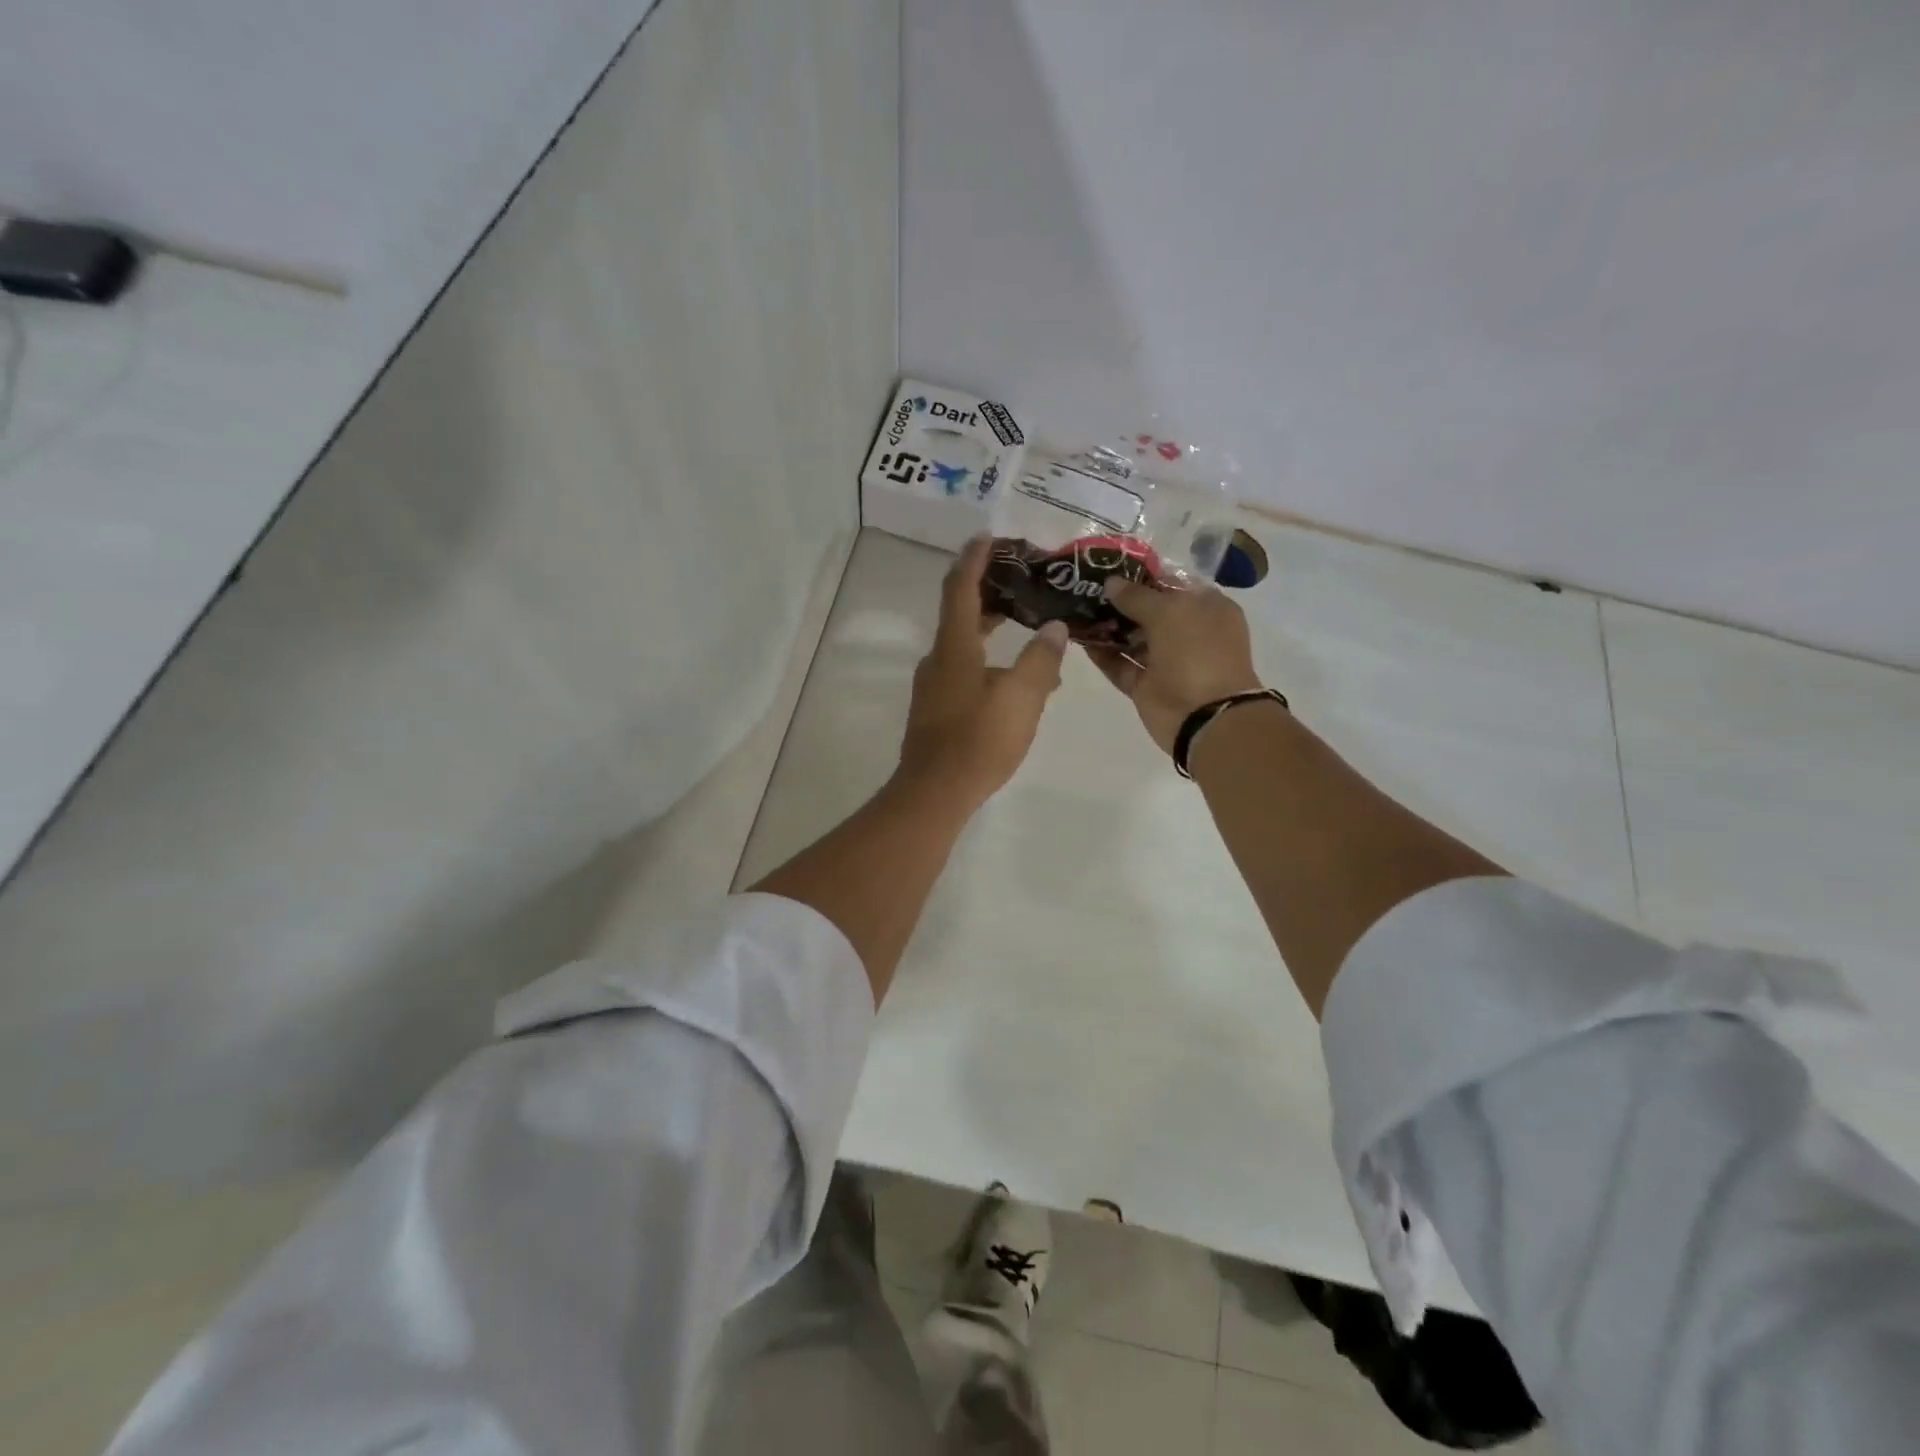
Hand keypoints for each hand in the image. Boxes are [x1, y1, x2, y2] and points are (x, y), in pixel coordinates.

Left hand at [897, 536, 1070, 806]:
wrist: (935, 792)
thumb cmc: (978, 740)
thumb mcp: (1021, 697)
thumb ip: (1040, 659)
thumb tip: (1055, 629)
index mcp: (954, 646)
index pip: (961, 588)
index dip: (975, 559)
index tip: (989, 536)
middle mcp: (938, 659)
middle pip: (961, 613)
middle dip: (990, 593)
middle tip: (1022, 580)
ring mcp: (933, 686)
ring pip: (964, 645)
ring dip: (993, 630)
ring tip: (1030, 629)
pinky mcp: (936, 709)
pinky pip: (964, 670)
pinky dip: (988, 660)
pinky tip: (1015, 679)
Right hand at [1090, 578, 1263, 755]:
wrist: (1204, 716)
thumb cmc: (1197, 652)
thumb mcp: (1170, 612)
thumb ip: (1136, 596)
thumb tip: (1110, 583)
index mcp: (1206, 607)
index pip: (1171, 582)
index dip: (1142, 574)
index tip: (1108, 566)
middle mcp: (1187, 631)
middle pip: (1148, 610)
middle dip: (1119, 600)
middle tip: (1084, 587)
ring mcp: (1166, 661)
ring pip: (1131, 638)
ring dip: (1107, 626)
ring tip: (1076, 609)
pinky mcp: (1146, 685)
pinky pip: (1120, 665)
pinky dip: (1103, 654)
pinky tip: (1079, 638)